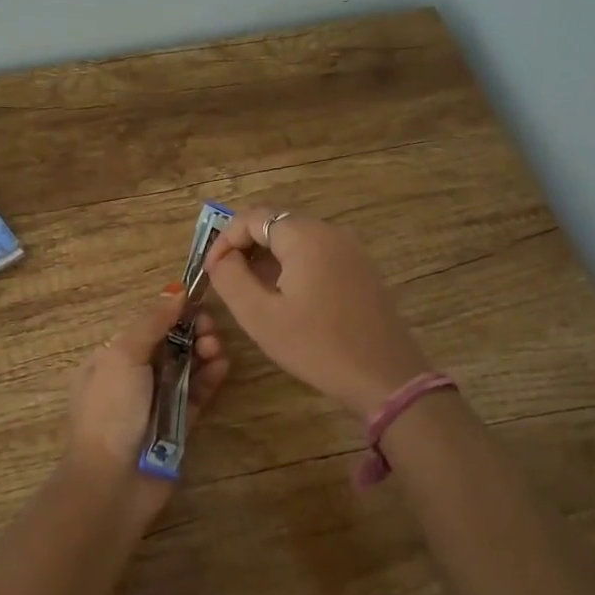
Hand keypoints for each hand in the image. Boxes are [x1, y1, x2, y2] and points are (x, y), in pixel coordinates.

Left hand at [63, 285, 230, 486]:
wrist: (112, 481)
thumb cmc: (111, 410)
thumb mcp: (122, 355)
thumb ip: (151, 322)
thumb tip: (175, 291)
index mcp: (111, 358)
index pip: (146, 326)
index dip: (172, 313)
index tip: (197, 302)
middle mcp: (132, 377)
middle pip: (169, 345)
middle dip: (191, 332)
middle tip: (210, 330)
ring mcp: (156, 402)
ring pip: (186, 368)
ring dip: (204, 353)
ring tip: (217, 349)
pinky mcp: (178, 424)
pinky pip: (197, 395)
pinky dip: (210, 379)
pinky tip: (223, 366)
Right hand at [205, 207, 429, 418]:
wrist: (385, 377)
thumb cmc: (316, 346)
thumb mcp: (260, 316)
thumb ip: (231, 279)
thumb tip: (220, 259)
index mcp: (305, 236)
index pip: (252, 217)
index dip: (224, 240)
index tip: (210, 271)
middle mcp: (331, 232)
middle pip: (276, 223)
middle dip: (245, 247)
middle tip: (226, 280)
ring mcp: (351, 250)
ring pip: (297, 239)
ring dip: (268, 257)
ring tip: (251, 291)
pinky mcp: (362, 269)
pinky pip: (318, 254)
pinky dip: (293, 266)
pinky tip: (286, 298)